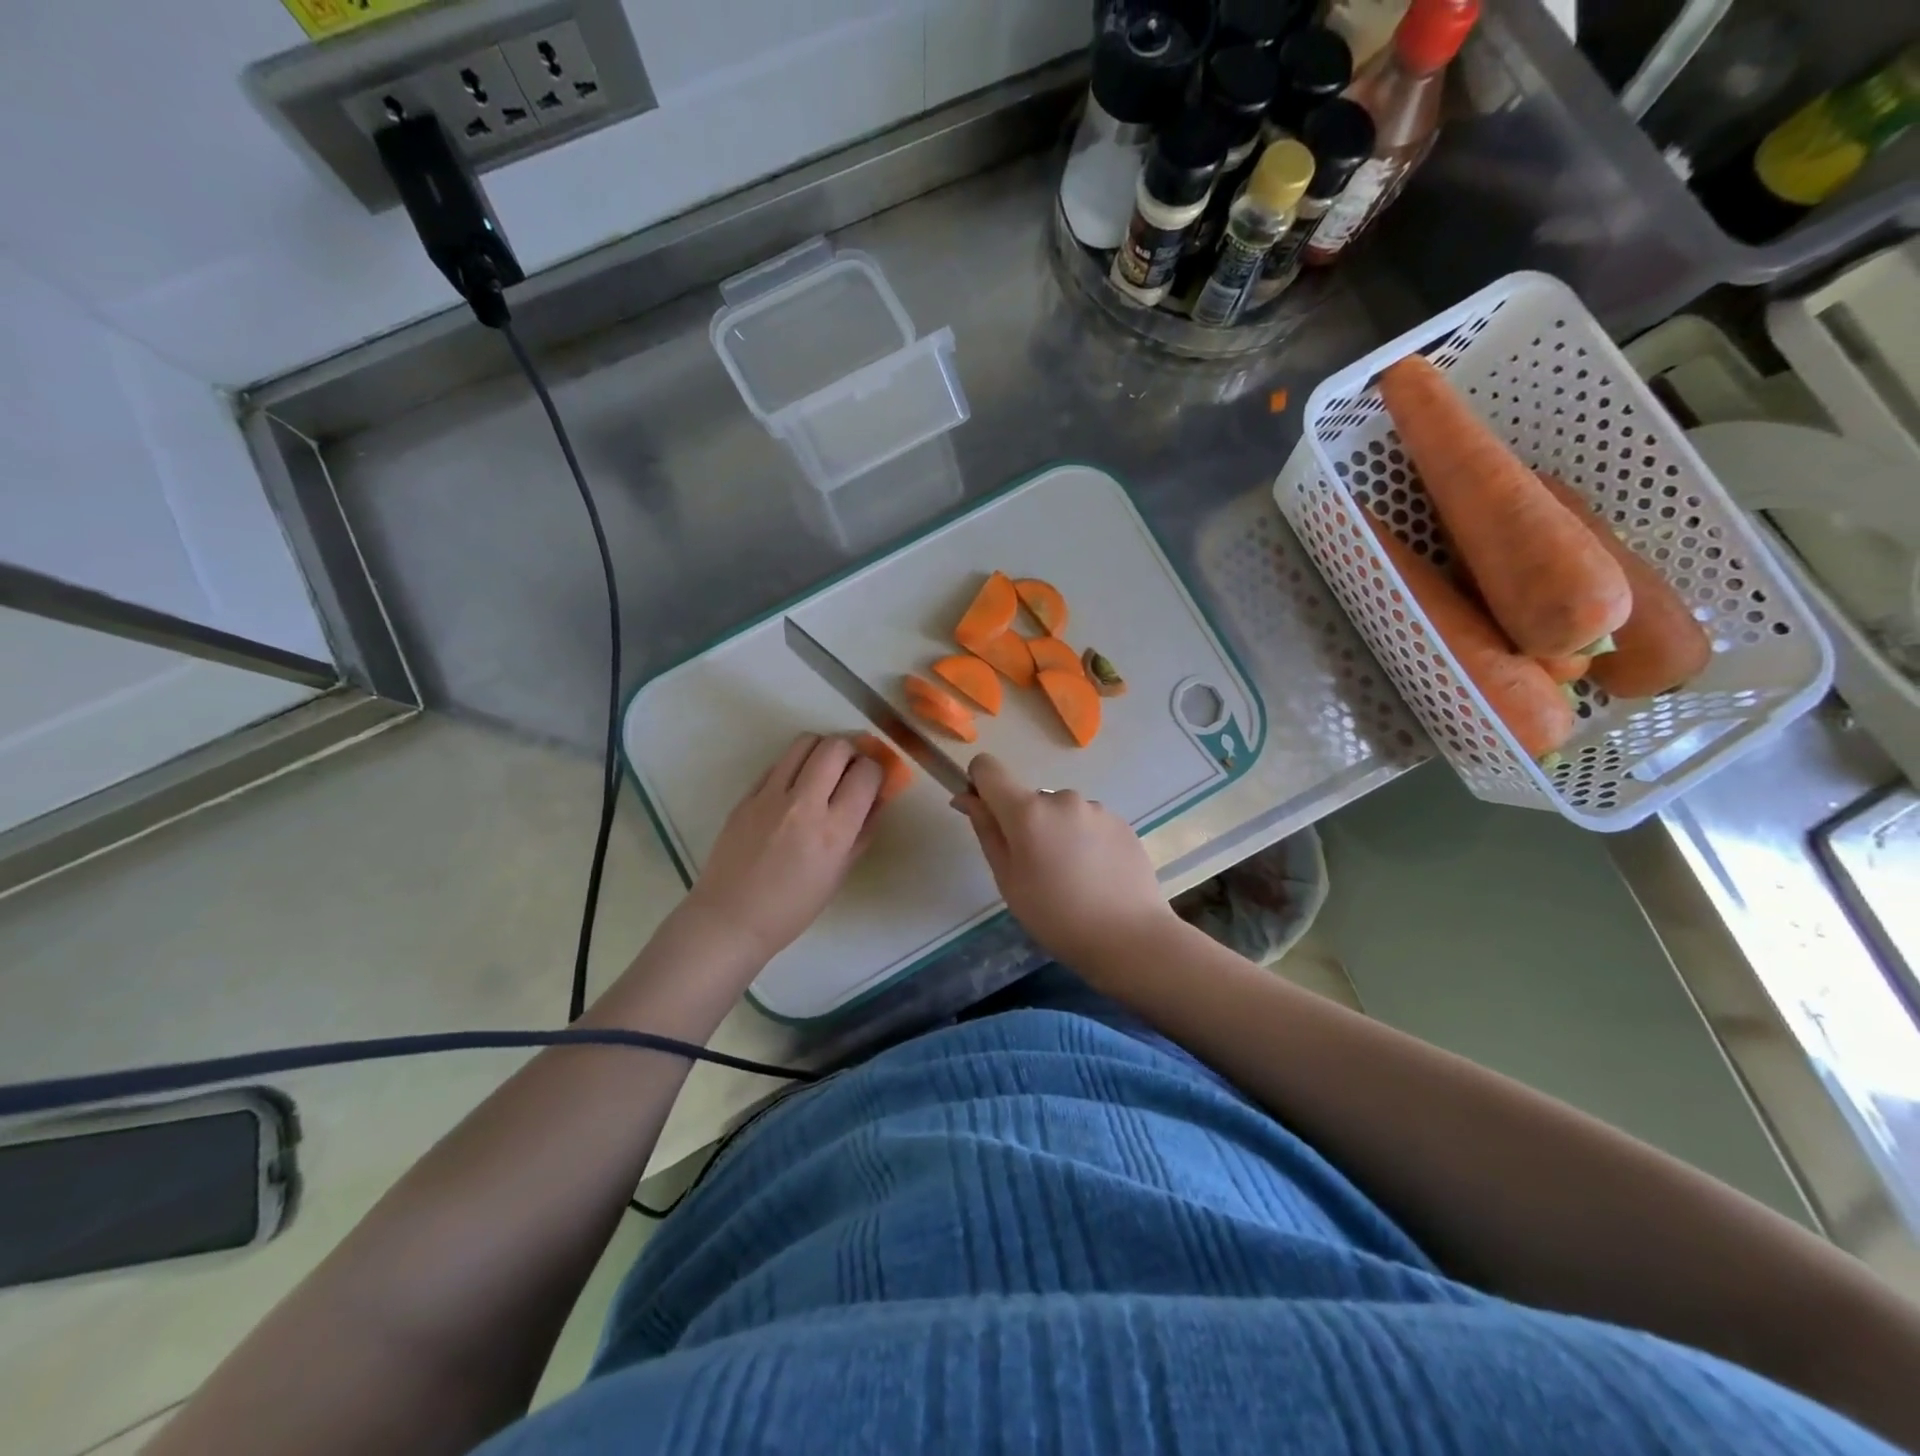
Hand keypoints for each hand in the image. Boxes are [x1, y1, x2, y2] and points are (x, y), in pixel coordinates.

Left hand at [684, 734, 883, 961]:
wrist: (731, 919)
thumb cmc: (793, 908)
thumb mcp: (840, 873)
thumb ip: (863, 830)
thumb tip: (878, 797)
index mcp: (833, 831)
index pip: (866, 773)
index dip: (877, 770)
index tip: (875, 778)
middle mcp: (804, 804)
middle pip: (836, 746)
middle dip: (853, 749)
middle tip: (853, 766)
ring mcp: (770, 796)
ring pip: (804, 742)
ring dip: (823, 749)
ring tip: (825, 768)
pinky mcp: (747, 795)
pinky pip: (778, 763)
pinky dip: (796, 765)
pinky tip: (796, 785)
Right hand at [952, 753, 1178, 967]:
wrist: (1130, 938)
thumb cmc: (1056, 916)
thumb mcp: (1008, 880)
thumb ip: (986, 831)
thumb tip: (966, 797)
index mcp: (1027, 811)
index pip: (988, 768)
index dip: (980, 784)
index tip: (987, 815)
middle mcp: (1062, 797)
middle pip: (1028, 799)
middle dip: (1025, 824)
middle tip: (1037, 870)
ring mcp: (1096, 808)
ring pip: (1061, 812)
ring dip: (1057, 832)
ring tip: (1072, 877)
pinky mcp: (1121, 822)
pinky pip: (1089, 823)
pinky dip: (1084, 841)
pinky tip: (1096, 876)